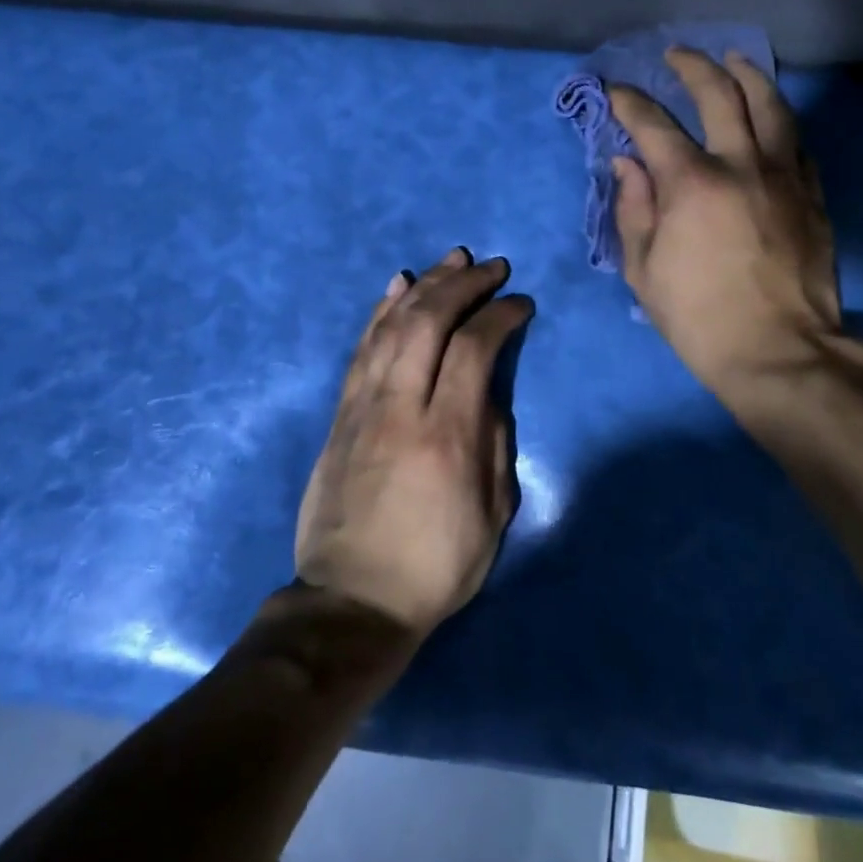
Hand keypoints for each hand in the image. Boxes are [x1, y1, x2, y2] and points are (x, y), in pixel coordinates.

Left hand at [295, 248, 532, 638]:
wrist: (353, 601)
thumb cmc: (436, 565)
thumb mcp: (493, 514)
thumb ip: (496, 442)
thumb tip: (489, 392)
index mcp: (447, 434)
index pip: (474, 348)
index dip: (501, 315)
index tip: (521, 304)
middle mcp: (402, 407)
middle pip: (429, 322)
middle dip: (463, 284)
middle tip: (492, 267)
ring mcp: (364, 407)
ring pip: (392, 326)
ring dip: (424, 285)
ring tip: (451, 260)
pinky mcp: (341, 415)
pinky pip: (361, 350)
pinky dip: (380, 312)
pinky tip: (397, 287)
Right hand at [607, 49, 862, 402]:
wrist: (779, 351)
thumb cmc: (698, 318)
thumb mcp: (643, 270)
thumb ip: (633, 209)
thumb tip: (628, 164)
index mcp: (692, 183)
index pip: (653, 125)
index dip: (629, 103)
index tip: (616, 91)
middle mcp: (742, 164)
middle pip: (720, 93)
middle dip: (693, 66)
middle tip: (677, 55)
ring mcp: (785, 176)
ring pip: (771, 105)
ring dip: (748, 74)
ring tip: (734, 59)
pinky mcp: (812, 195)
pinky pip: (798, 142)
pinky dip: (780, 121)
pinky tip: (772, 117)